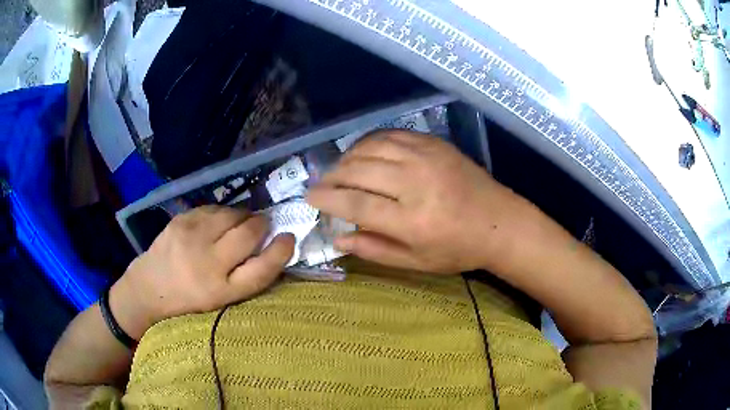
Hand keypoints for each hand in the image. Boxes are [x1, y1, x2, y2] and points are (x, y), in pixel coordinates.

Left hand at [110, 206, 294, 339]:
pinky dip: (223, 213)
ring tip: (239, 225)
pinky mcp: (180, 220)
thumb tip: (272, 245)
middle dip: (262, 225)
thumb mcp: (221, 301)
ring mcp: (191, 236)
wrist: (149, 289)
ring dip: (242, 217)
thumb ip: (247, 277)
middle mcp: (207, 262)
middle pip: (249, 232)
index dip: (281, 251)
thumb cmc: (189, 301)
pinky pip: (213, 208)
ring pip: (232, 214)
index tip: (289, 238)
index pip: (262, 269)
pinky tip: (219, 222)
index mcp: (220, 291)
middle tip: (263, 227)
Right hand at [307, 131, 532, 273]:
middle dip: (332, 177)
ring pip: (371, 147)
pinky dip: (370, 142)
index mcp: (412, 220)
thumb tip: (338, 238)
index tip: (309, 198)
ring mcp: (426, 157)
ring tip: (340, 170)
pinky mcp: (434, 143)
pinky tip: (363, 152)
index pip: (355, 204)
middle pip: (359, 170)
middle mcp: (416, 182)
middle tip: (322, 185)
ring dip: (348, 157)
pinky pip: (391, 134)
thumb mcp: (417, 262)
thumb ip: (375, 250)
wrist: (500, 222)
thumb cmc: (459, 249)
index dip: (327, 200)